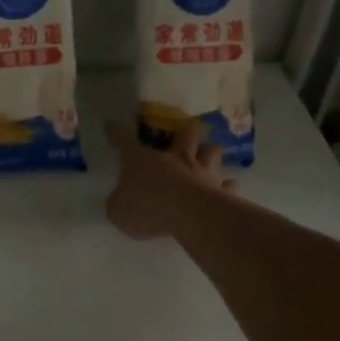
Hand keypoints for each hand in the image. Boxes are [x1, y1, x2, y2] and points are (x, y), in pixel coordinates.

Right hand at [103, 118, 237, 240]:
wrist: (188, 215)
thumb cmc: (147, 208)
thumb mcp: (118, 211)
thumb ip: (118, 203)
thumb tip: (119, 200)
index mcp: (142, 160)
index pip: (124, 141)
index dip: (116, 133)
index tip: (111, 124)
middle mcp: (175, 158)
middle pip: (184, 133)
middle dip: (184, 130)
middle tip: (184, 132)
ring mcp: (201, 171)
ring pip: (211, 151)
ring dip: (209, 152)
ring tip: (207, 158)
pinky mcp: (220, 189)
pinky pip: (228, 184)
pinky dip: (227, 186)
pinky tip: (226, 188)